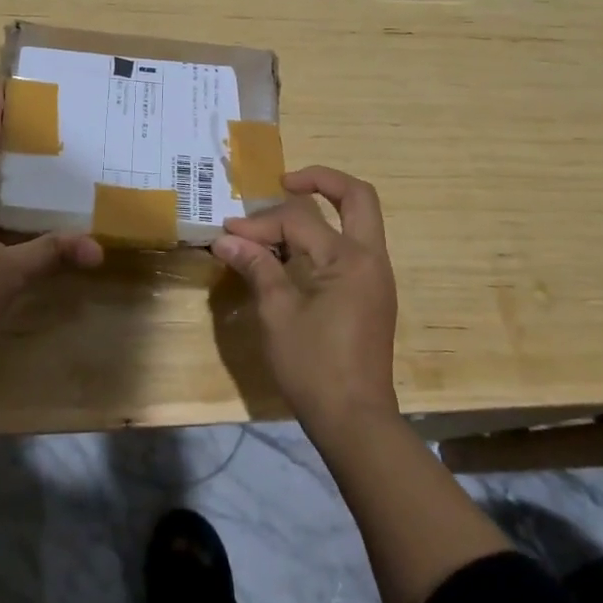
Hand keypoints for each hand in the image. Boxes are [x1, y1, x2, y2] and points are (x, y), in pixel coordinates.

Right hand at [212, 166, 398, 435]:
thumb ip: (257, 267)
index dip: (260, 223)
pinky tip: (295, 251)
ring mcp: (376, 277)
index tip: (228, 234)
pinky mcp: (372, 295)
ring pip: (358, 220)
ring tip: (282, 217)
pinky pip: (353, 247)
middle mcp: (371, 259)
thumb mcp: (277, 313)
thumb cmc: (314, 367)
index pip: (300, 220)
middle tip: (285, 182)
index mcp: (349, 259)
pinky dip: (327, 236)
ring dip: (324, 209)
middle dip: (321, 180)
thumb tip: (226, 240)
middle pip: (357, 197)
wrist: (356, 422)